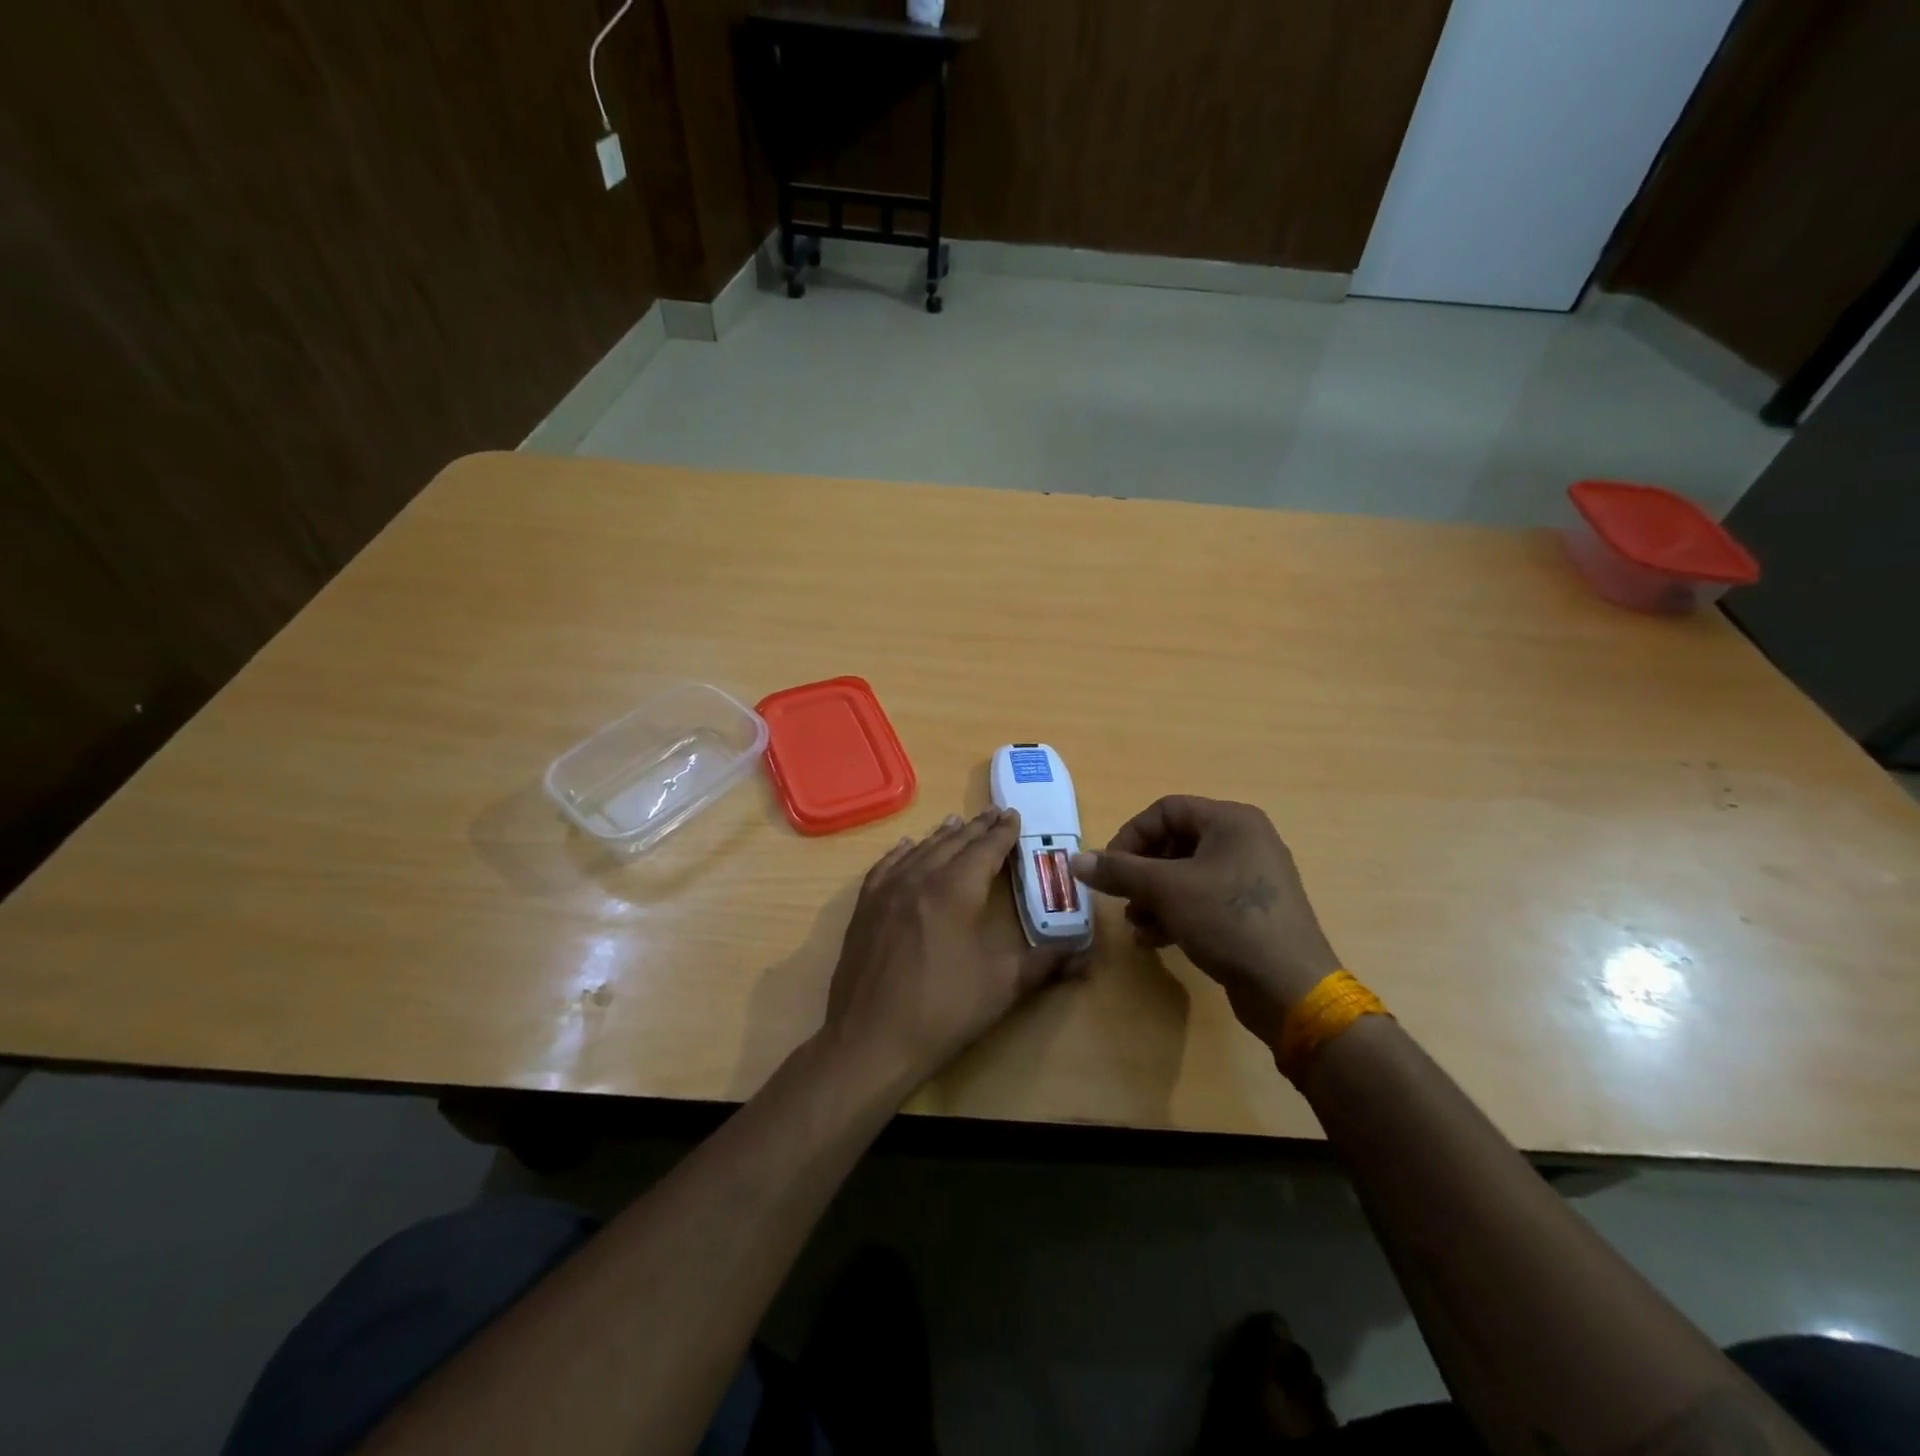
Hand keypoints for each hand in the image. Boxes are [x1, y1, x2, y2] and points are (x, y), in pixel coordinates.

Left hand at [822, 809, 1085, 1093]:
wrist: (870, 1040)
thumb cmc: (943, 1011)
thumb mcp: (1002, 987)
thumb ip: (1045, 964)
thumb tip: (1086, 956)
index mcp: (956, 891)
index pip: (985, 850)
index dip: (1003, 833)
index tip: (1014, 816)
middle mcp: (920, 878)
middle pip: (953, 843)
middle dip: (977, 828)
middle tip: (994, 813)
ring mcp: (887, 891)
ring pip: (920, 850)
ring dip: (942, 835)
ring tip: (957, 822)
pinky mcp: (865, 908)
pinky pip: (885, 866)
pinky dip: (901, 852)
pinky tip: (906, 846)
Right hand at [1070, 796, 1339, 1046]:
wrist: (1291, 987)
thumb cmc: (1228, 920)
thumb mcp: (1166, 890)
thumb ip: (1119, 871)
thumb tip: (1076, 860)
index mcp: (1231, 821)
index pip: (1166, 811)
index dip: (1130, 835)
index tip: (1109, 868)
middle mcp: (1245, 840)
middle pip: (1175, 843)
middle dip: (1141, 872)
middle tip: (1121, 898)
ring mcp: (1252, 877)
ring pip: (1187, 875)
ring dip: (1153, 897)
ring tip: (1136, 925)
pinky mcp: (1253, 911)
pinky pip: (1204, 899)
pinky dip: (1176, 912)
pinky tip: (1156, 939)